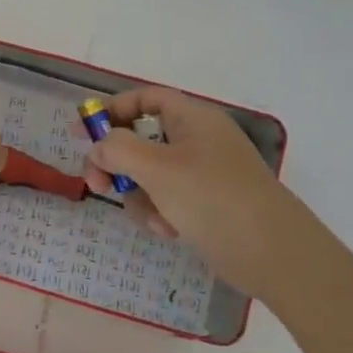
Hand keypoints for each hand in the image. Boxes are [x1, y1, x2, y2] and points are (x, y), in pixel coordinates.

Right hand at [82, 88, 310, 299]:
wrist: (272, 253)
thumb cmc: (212, 198)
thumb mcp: (157, 168)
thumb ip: (117, 149)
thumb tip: (99, 146)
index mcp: (192, 119)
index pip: (145, 99)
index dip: (110, 110)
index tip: (79, 133)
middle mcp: (197, 140)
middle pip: (140, 140)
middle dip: (116, 163)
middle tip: (97, 185)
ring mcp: (202, 173)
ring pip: (148, 174)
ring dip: (138, 196)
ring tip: (152, 217)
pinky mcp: (204, 203)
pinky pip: (165, 199)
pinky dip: (159, 213)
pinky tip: (169, 231)